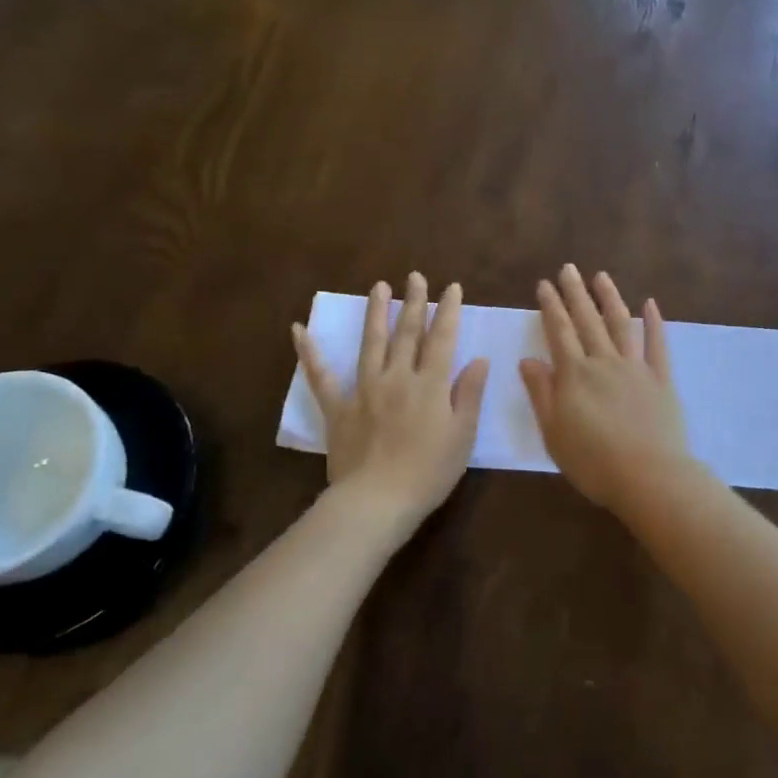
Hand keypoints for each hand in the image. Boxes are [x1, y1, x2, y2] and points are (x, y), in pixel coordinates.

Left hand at [292, 274, 490, 528]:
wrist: (377, 501)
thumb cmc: (429, 472)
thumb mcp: (462, 436)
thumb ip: (469, 394)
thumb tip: (479, 359)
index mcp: (430, 385)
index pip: (442, 339)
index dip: (449, 311)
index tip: (452, 287)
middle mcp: (397, 377)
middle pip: (407, 333)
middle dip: (414, 302)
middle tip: (416, 276)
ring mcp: (364, 390)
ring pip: (371, 343)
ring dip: (376, 313)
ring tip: (379, 287)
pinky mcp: (338, 408)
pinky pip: (321, 376)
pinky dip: (310, 353)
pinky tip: (299, 330)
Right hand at [520, 265, 691, 512]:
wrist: (648, 476)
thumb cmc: (593, 462)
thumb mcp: (554, 432)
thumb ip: (541, 393)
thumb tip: (528, 359)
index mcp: (574, 375)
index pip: (559, 332)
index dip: (551, 306)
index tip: (544, 284)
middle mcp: (604, 362)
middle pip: (587, 321)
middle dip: (575, 293)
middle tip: (568, 268)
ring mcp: (635, 368)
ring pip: (620, 324)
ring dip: (610, 298)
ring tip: (601, 276)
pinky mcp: (661, 379)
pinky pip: (657, 344)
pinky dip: (654, 322)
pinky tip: (650, 303)